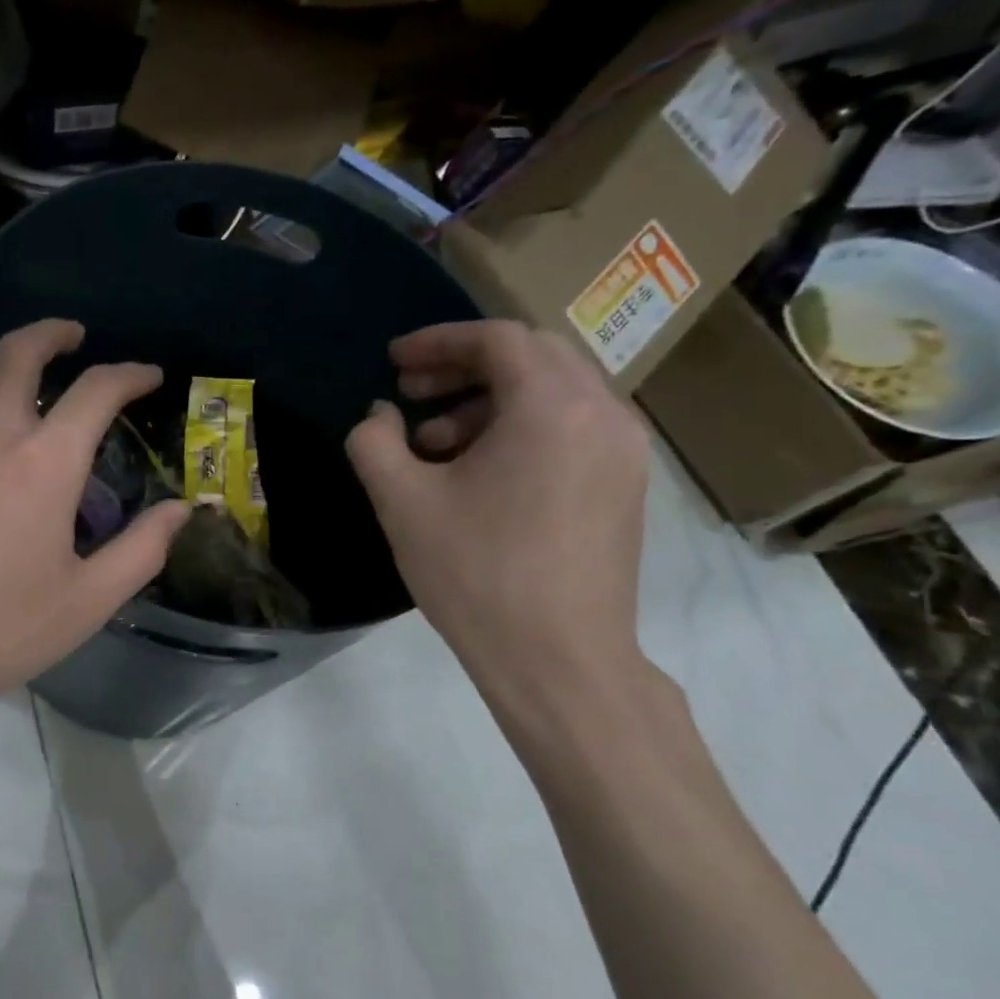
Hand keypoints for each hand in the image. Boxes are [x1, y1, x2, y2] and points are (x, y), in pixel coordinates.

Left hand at [0, 319, 188, 729]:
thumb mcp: (86, 602)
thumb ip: (141, 550)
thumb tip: (180, 509)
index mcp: (45, 462)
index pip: (97, 390)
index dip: (131, 375)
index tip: (148, 377)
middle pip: (20, 352)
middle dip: (53, 333)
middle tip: (74, 337)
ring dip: (3, 358)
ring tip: (22, 369)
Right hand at [345, 320, 649, 710]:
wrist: (558, 659)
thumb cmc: (476, 572)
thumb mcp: (402, 502)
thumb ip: (374, 442)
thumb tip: (379, 417)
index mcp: (551, 407)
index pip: (496, 339)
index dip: (437, 341)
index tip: (393, 362)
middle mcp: (602, 413)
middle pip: (532, 356)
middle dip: (464, 365)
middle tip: (411, 391)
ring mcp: (623, 451)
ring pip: (554, 391)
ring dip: (489, 399)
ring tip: (434, 442)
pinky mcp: (624, 485)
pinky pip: (571, 427)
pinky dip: (520, 427)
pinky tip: (478, 472)